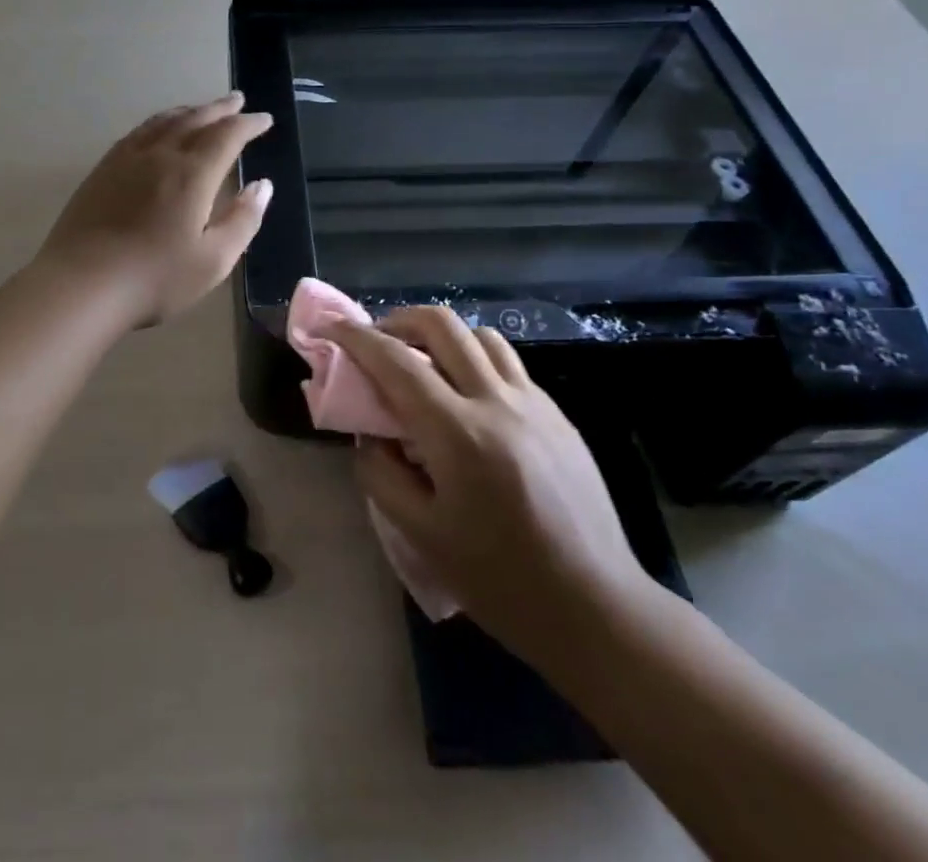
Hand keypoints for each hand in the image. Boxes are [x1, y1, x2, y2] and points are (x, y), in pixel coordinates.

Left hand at [37, 93, 273, 327]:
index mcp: (192, 173)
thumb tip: (263, 185)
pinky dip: (158, 122)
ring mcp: (126, 159)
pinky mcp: (102, 170)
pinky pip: (138, 132)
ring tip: (202, 109)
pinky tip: (157, 130)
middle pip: (195, 119)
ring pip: (163, 121)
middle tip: (237, 100)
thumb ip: (243, 220)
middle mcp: (161, 155)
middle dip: (220, 108)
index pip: (227, 135)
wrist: (81, 285)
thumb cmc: (155, 278)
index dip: (249, 124)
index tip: (265, 119)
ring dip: (189, 110)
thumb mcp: (214, 260)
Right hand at [330, 308, 657, 663]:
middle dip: (399, 319)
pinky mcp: (557, 414)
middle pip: (442, 324)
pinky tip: (468, 395)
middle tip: (377, 339)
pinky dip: (475, 359)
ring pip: (480, 335)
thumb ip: (381, 474)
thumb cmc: (501, 580)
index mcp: (458, 433)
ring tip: (423, 361)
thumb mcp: (420, 535)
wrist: (596, 608)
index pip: (396, 361)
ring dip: (441, 335)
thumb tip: (370, 435)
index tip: (331, 327)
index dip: (356, 337)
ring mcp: (534, 403)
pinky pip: (508, 364)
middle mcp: (497, 402)